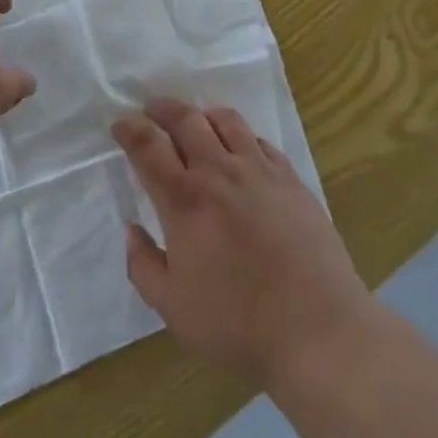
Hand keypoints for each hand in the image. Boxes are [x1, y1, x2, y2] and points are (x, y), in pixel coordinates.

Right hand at [113, 99, 374, 386]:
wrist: (317, 328)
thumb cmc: (238, 324)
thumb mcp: (174, 309)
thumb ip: (144, 265)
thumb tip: (130, 228)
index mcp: (185, 200)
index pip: (148, 146)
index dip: (129, 129)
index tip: (120, 124)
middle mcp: (219, 171)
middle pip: (186, 119)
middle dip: (163, 109)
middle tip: (152, 110)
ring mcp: (259, 170)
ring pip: (225, 120)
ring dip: (203, 114)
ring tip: (196, 121)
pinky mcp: (290, 178)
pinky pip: (259, 140)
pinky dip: (241, 135)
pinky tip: (240, 149)